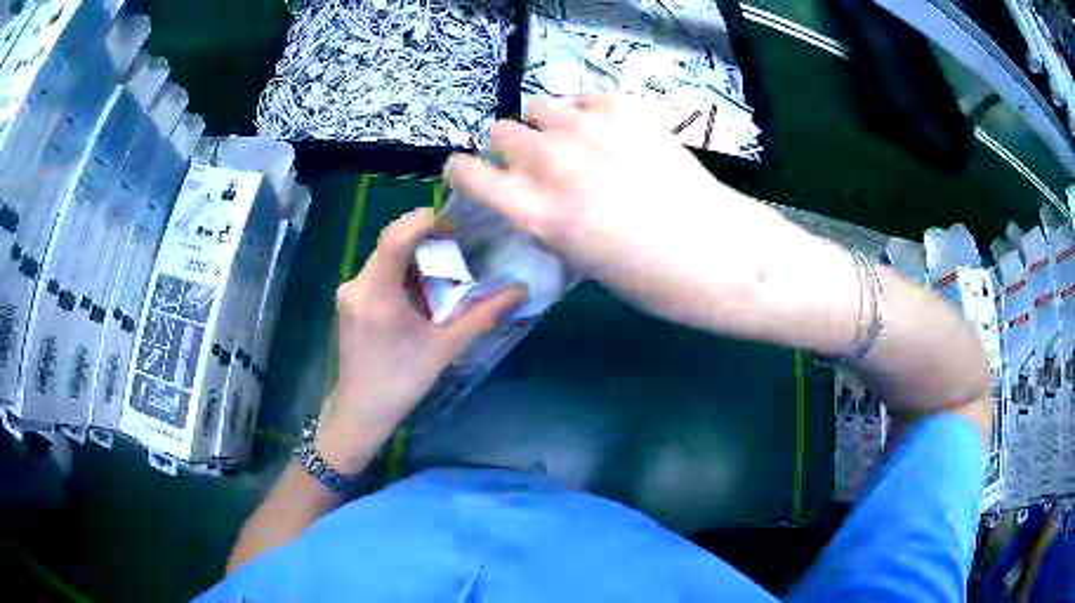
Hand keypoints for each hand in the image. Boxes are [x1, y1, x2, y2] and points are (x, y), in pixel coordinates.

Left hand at [316, 209, 525, 472]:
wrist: (361, 410)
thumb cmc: (401, 382)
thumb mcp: (444, 349)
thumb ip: (482, 316)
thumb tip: (520, 291)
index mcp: (377, 294)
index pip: (395, 237)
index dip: (425, 221)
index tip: (455, 227)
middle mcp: (357, 284)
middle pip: (391, 242)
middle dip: (425, 238)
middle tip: (458, 248)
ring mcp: (349, 291)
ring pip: (384, 255)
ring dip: (414, 255)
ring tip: (443, 269)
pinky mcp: (349, 300)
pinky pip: (377, 271)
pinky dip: (402, 270)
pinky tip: (420, 290)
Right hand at [445, 95, 793, 330]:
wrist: (724, 255)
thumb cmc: (656, 283)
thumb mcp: (586, 266)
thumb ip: (551, 226)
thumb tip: (537, 203)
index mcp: (540, 214)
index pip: (471, 175)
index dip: (462, 170)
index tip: (465, 171)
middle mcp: (556, 165)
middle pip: (502, 131)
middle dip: (506, 146)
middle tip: (529, 163)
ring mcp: (595, 133)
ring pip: (540, 106)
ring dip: (544, 124)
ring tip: (566, 141)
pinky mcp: (631, 116)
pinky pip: (587, 96)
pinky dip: (583, 108)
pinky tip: (598, 126)